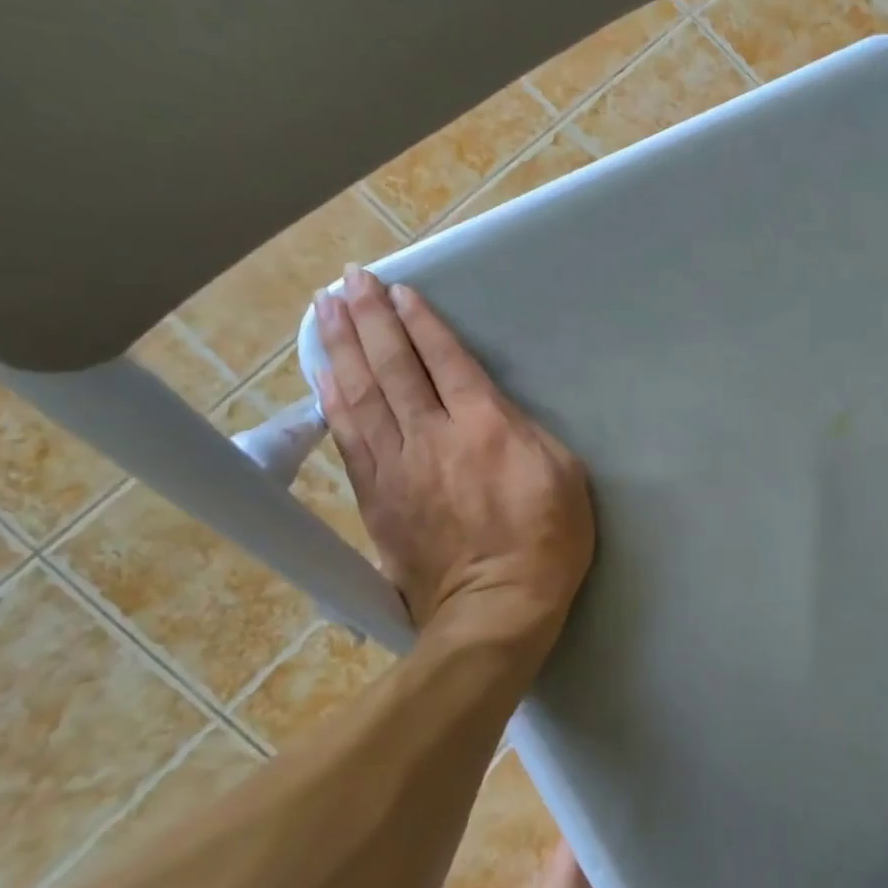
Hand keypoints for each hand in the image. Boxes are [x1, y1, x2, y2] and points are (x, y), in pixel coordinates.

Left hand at [313, 266, 594, 635]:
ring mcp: (398, 467)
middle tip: (349, 279)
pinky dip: (333, 402)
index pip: (444, 360)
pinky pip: (349, 439)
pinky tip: (323, 375)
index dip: (420, 322)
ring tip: (324, 309)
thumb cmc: (548, 538)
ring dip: (342, 348)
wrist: (496, 609)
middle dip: (370, 318)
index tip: (399, 290)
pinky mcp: (377, 497)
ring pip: (361, 396)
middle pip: (393, 367)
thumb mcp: (563, 472)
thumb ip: (524, 430)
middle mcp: (432, 436)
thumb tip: (492, 410)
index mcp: (484, 426)